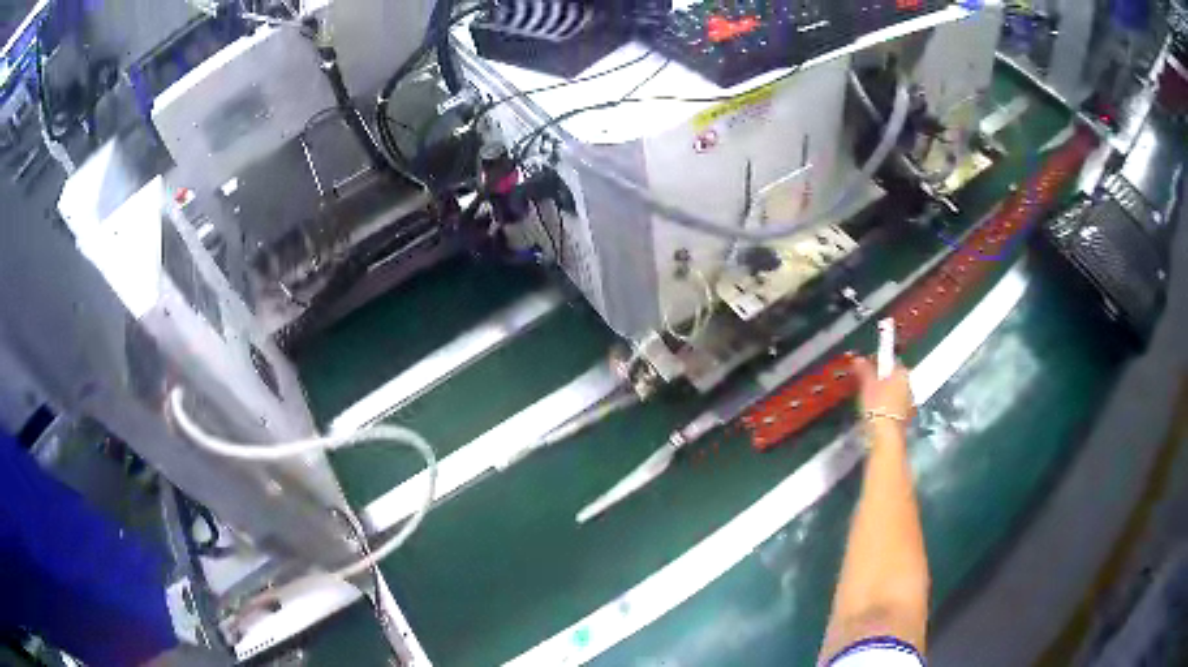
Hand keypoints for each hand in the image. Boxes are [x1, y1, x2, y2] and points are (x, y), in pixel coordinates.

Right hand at [852, 356, 914, 422]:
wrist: (886, 434)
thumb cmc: (878, 405)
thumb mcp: (867, 385)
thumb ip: (864, 369)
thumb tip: (858, 358)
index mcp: (902, 372)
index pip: (890, 360)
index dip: (877, 361)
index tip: (865, 366)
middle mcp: (909, 383)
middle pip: (893, 375)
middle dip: (881, 377)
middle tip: (866, 381)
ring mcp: (909, 400)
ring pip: (895, 390)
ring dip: (885, 391)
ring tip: (870, 396)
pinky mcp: (906, 415)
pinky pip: (895, 403)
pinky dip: (887, 403)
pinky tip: (877, 409)